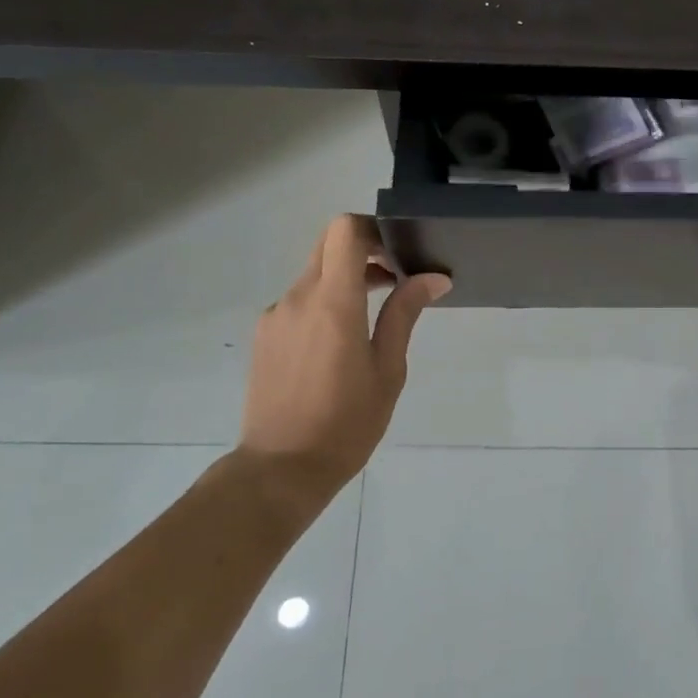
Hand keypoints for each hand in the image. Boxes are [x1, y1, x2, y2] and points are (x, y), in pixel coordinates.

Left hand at [239, 214, 449, 507]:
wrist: (281, 469)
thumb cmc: (346, 423)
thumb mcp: (388, 370)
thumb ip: (404, 314)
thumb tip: (433, 277)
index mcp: (333, 303)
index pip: (344, 231)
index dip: (373, 229)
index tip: (398, 253)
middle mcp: (298, 298)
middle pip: (328, 246)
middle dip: (363, 252)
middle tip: (394, 280)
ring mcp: (275, 315)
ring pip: (313, 274)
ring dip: (344, 280)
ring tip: (372, 319)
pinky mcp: (264, 335)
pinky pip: (298, 301)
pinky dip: (323, 303)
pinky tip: (338, 345)